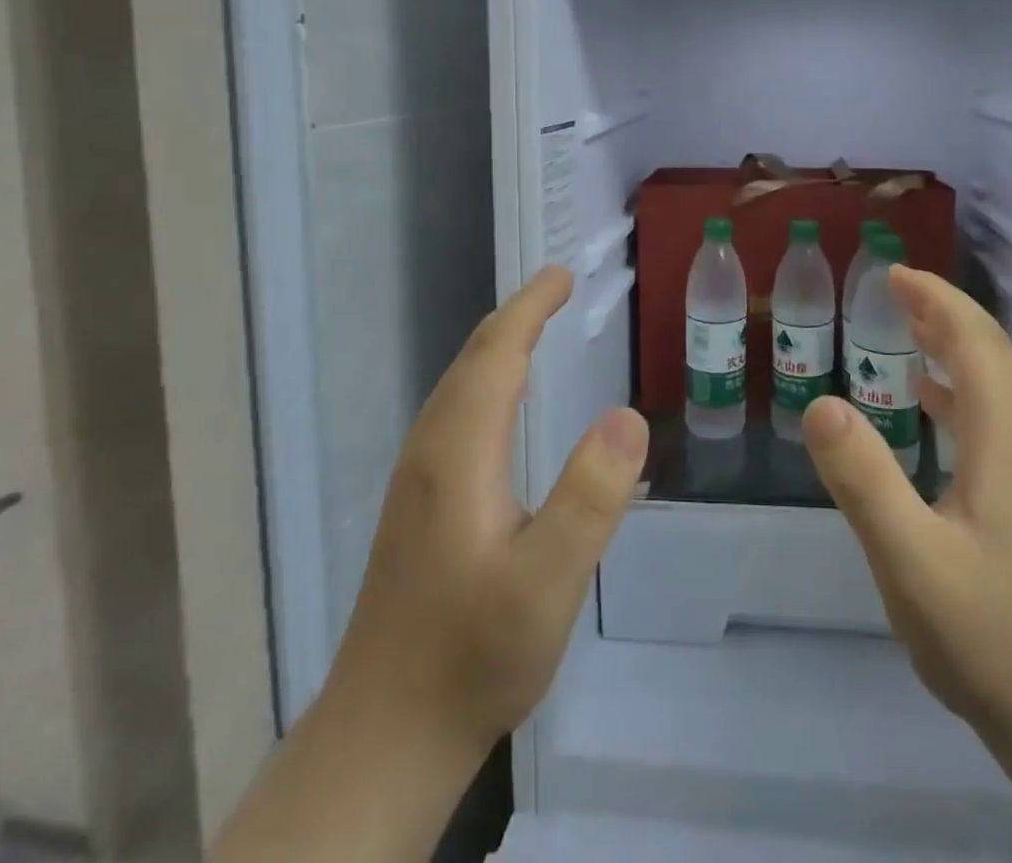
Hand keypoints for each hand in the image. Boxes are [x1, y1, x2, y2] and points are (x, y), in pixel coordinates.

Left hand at [213, 266, 648, 862]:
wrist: (384, 737)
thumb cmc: (472, 655)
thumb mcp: (548, 581)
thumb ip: (589, 496)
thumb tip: (627, 414)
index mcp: (458, 453)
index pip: (496, 355)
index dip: (529, 308)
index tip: (562, 274)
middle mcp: (430, 452)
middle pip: (472, 362)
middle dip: (516, 317)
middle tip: (557, 289)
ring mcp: (417, 481)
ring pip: (458, 388)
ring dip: (498, 347)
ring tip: (535, 328)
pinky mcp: (418, 508)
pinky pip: (455, 415)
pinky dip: (487, 383)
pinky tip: (503, 406)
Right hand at [804, 268, 1011, 862]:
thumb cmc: (996, 639)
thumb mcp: (911, 561)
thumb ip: (864, 479)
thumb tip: (821, 403)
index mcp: (1009, 437)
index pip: (975, 340)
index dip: (935, 299)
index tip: (892, 274)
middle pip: (994, 352)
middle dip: (944, 313)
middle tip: (893, 291)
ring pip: (1000, 383)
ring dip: (955, 346)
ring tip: (908, 331)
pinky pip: (1001, 415)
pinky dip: (963, 388)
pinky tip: (932, 406)